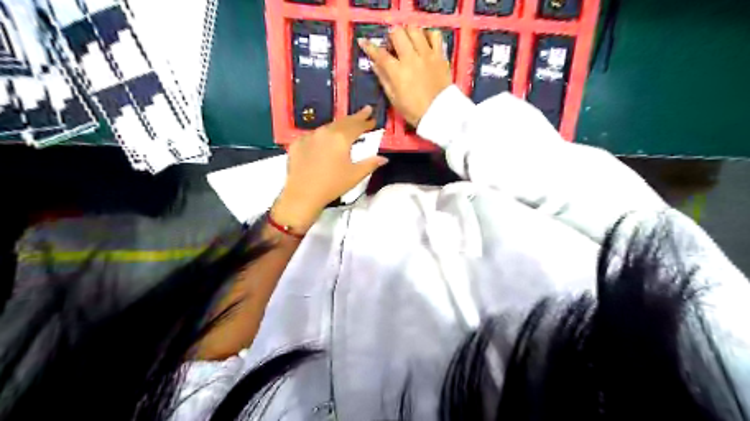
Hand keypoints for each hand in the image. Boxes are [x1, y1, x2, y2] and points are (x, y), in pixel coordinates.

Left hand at [269, 107, 386, 233]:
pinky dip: (322, 135)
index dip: (366, 121)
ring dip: (339, 126)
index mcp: (341, 138)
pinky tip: (325, 140)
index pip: (357, 125)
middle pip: (343, 122)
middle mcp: (325, 132)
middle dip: (355, 118)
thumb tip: (384, 158)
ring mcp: (309, 136)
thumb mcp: (355, 175)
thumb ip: (370, 164)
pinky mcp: (297, 143)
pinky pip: (313, 135)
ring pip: (327, 127)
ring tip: (346, 126)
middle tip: (364, 112)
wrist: (302, 194)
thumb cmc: (332, 185)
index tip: (373, 117)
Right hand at [356, 25, 449, 126]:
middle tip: (392, 45)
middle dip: (391, 36)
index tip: (363, 42)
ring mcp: (427, 54)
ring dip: (408, 33)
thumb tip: (374, 64)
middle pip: (397, 33)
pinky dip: (428, 35)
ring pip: (414, 30)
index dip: (369, 46)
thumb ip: (383, 78)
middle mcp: (411, 58)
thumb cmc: (414, 110)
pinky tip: (424, 43)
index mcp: (397, 72)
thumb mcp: (394, 98)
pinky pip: (435, 35)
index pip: (379, 54)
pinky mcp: (440, 55)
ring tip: (408, 42)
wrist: (439, 113)